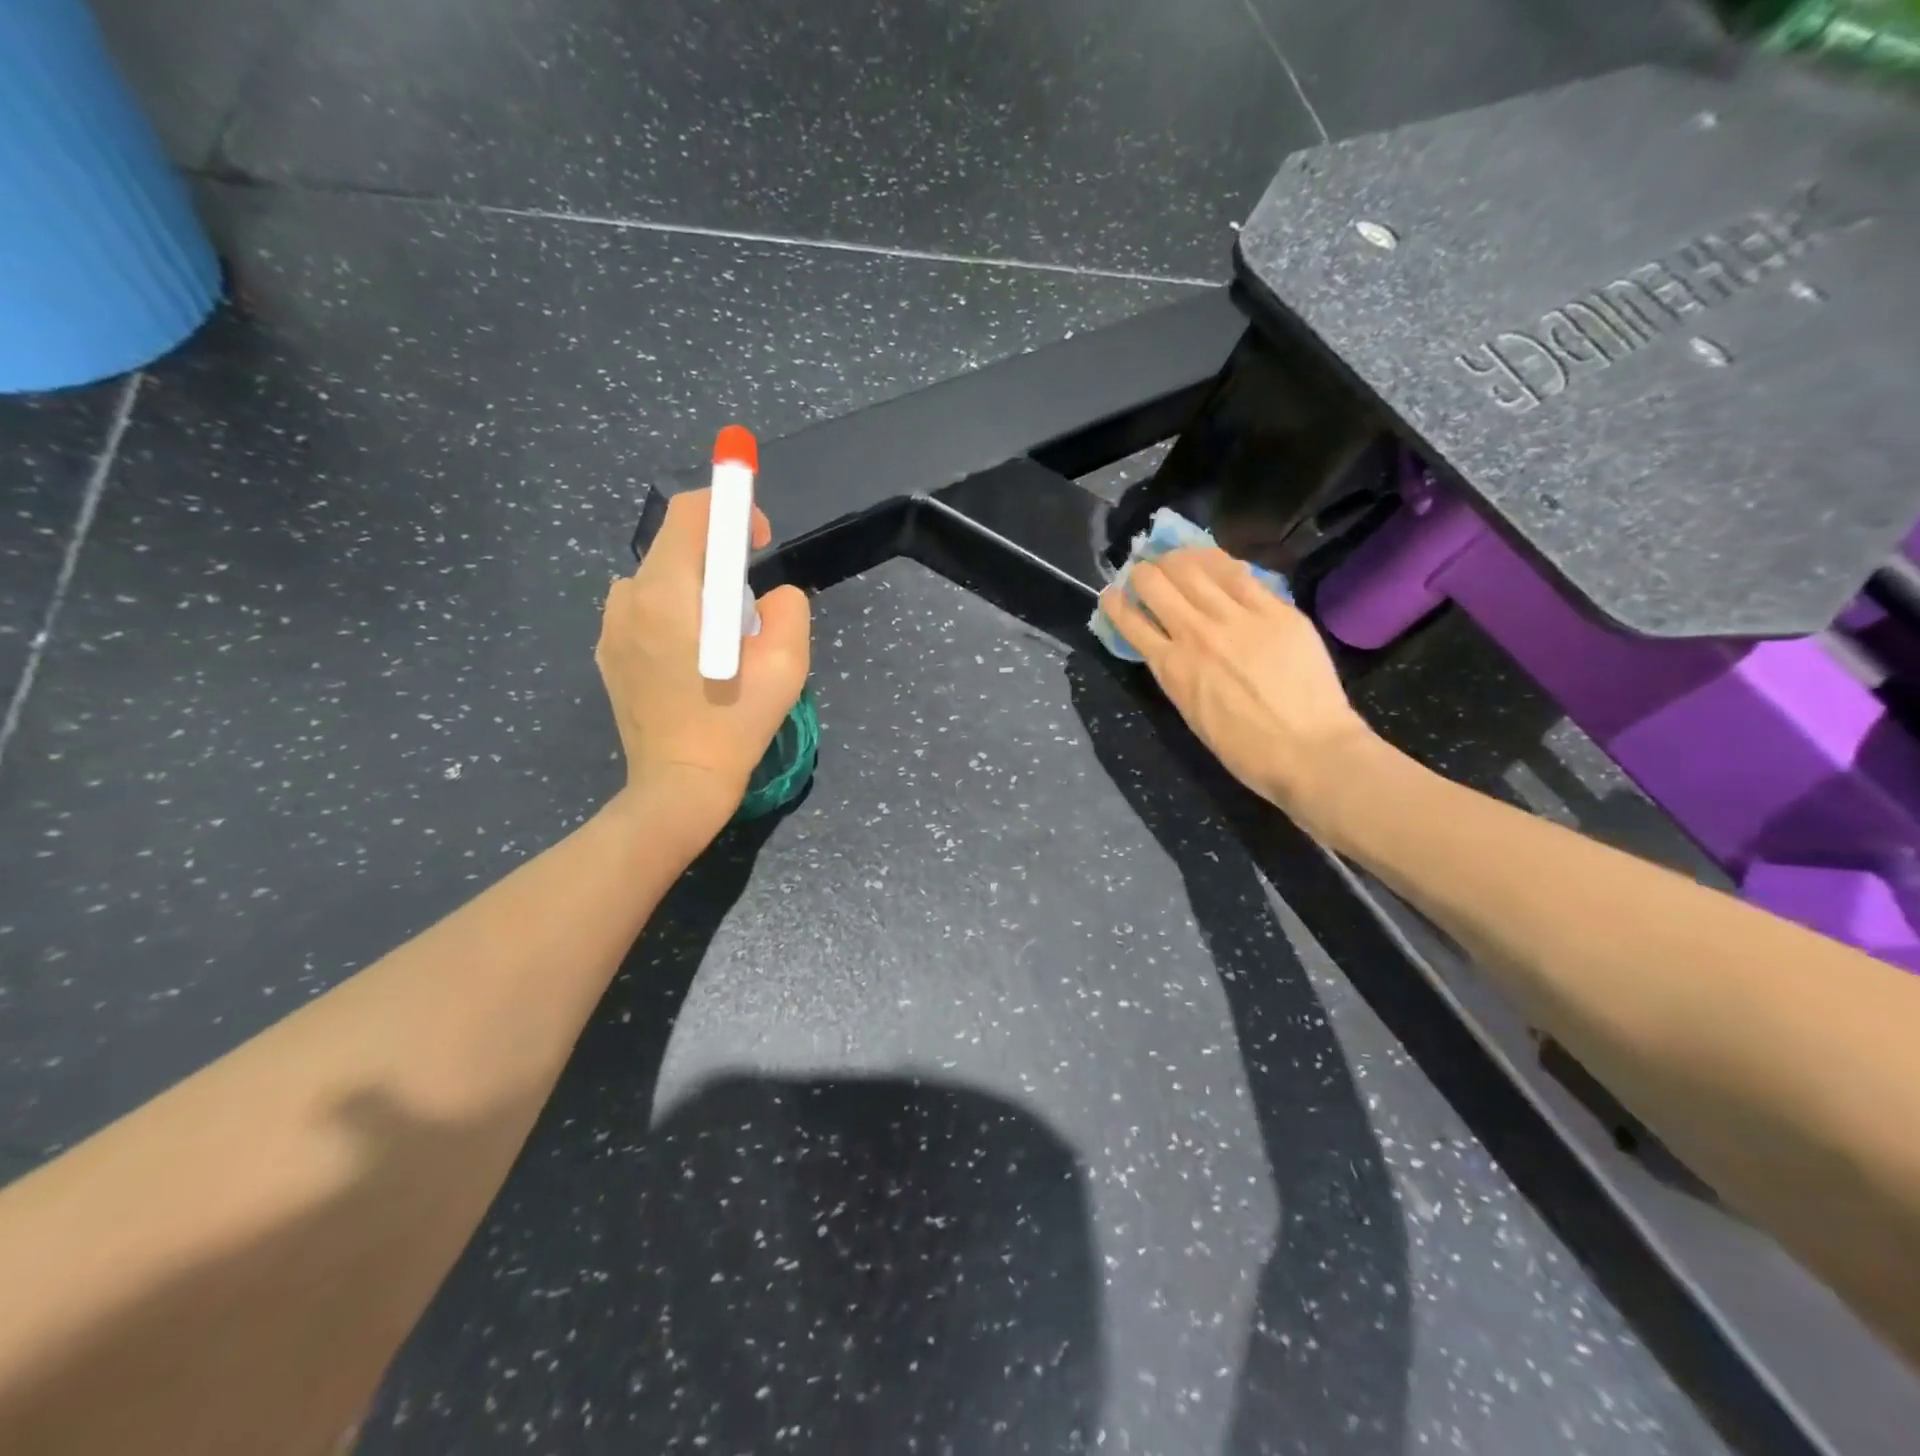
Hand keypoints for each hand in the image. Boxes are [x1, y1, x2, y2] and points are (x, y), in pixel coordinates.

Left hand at [596, 489, 809, 830]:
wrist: (678, 784)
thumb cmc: (735, 724)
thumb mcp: (786, 665)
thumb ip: (788, 609)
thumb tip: (771, 596)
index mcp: (668, 593)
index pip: (691, 513)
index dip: (731, 509)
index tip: (759, 540)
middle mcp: (628, 598)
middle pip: (676, 546)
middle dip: (720, 559)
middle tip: (752, 604)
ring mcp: (611, 627)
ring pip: (661, 580)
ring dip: (697, 591)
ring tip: (724, 640)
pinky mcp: (608, 653)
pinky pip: (646, 611)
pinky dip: (676, 616)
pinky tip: (695, 662)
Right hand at [1098, 546, 1374, 831]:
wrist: (1308, 750)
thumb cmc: (1245, 749)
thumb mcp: (1191, 713)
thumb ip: (1175, 673)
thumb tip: (1167, 647)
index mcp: (1171, 668)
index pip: (1130, 621)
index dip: (1115, 602)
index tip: (1112, 594)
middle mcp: (1196, 634)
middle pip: (1155, 583)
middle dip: (1142, 573)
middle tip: (1146, 573)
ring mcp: (1237, 617)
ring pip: (1192, 567)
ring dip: (1175, 559)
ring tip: (1174, 558)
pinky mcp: (1275, 609)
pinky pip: (1238, 572)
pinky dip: (1216, 561)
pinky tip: (1210, 558)